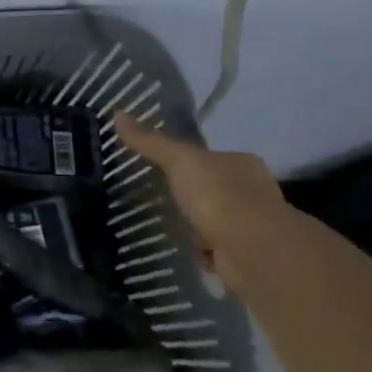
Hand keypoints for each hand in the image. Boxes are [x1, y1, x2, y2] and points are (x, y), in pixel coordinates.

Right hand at [114, 113, 287, 288]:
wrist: (252, 251)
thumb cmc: (219, 196)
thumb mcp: (179, 160)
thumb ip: (150, 142)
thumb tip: (118, 114)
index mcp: (242, 163)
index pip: (212, 157)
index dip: (188, 161)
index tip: (162, 167)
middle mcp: (252, 192)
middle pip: (213, 188)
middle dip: (190, 194)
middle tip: (156, 196)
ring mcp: (250, 226)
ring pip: (213, 219)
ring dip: (194, 224)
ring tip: (162, 223)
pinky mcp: (244, 256)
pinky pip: (214, 248)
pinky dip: (199, 250)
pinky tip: (179, 248)